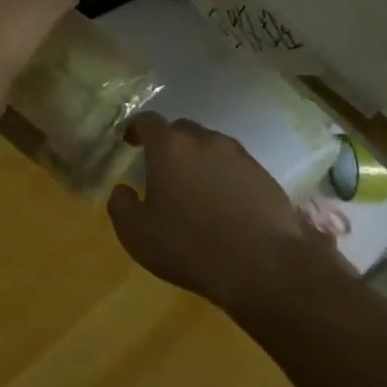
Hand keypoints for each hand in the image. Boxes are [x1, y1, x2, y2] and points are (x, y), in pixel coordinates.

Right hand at [109, 114, 337, 311]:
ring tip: (196, 192)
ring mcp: (237, 154)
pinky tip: (224, 206)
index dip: (136, 129)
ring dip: (198, 161)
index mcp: (169, 146)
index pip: (147, 121)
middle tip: (163, 172)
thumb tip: (122, 190)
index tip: (130, 142)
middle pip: (181, 131)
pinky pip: (234, 166)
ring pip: (210, 147)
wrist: (265, 265)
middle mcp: (204, 139)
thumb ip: (121, 205)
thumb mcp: (137, 234)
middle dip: (169, 145)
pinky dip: (224, 177)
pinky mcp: (262, 173)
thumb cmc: (190, 246)